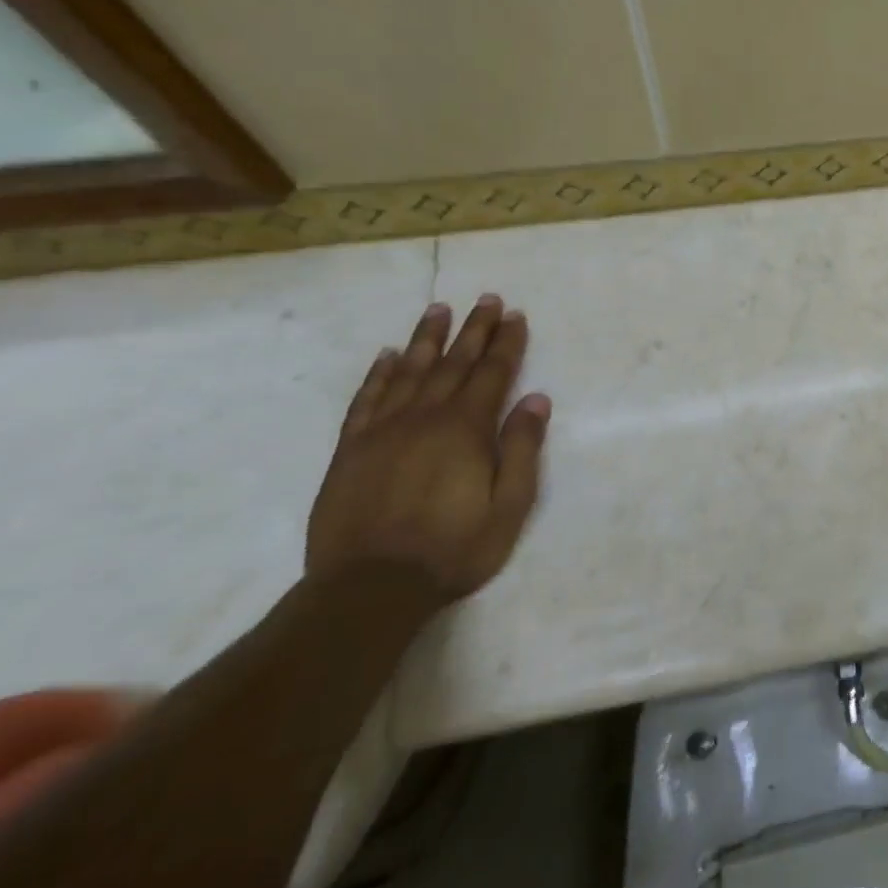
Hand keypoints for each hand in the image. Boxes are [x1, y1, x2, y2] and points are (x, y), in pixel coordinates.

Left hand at [306, 296, 551, 605]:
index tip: (515, 315)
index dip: (506, 343)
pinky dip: (378, 374)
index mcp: (465, 429)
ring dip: (426, 338)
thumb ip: (522, 449)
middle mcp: (424, 418)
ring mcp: (382, 431)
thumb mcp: (509, 506)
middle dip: (473, 329)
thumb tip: (536, 400)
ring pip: (408, 371)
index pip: (492, 373)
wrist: (369, 588)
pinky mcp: (351, 450)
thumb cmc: (453, 548)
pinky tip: (386, 356)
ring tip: (439, 310)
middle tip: (486, 299)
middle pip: (453, 363)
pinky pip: (365, 400)